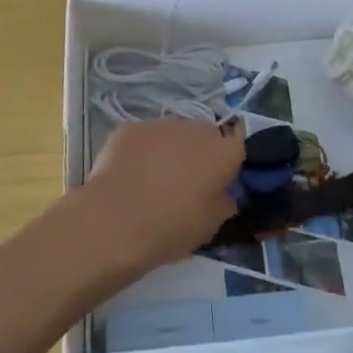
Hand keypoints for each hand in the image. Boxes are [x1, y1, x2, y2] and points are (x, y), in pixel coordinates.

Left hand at [80, 119, 242, 272]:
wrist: (114, 221)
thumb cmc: (170, 228)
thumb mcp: (209, 228)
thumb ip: (223, 204)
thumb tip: (223, 195)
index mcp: (222, 153)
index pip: (237, 144)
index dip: (229, 162)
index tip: (219, 180)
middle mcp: (195, 129)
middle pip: (204, 136)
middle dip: (200, 154)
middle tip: (186, 184)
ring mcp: (161, 125)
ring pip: (173, 134)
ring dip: (170, 150)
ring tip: (153, 180)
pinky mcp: (131, 128)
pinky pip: (144, 138)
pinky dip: (142, 152)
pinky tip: (129, 176)